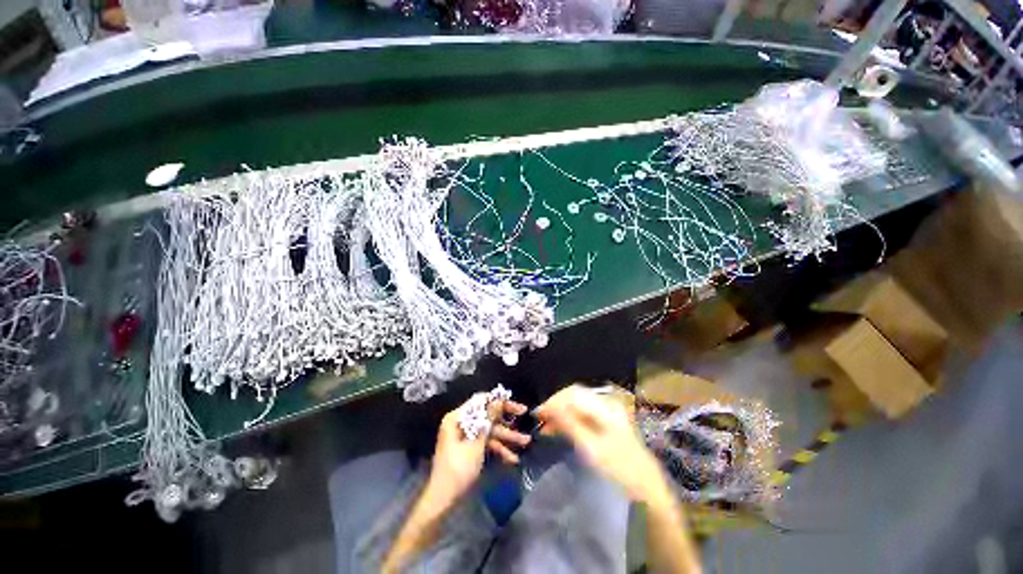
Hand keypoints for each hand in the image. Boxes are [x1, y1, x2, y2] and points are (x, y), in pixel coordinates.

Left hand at [428, 393, 530, 502]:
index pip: (480, 400)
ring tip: (526, 441)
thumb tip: (497, 399)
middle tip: (524, 413)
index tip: (513, 403)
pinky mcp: (469, 448)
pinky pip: (485, 442)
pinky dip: (497, 448)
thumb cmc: (458, 469)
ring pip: (489, 430)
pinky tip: (512, 458)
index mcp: (457, 418)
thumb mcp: (476, 443)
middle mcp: (461, 423)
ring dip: (506, 436)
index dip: (498, 400)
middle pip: (487, 415)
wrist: (443, 500)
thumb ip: (488, 420)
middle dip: (506, 419)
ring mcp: (465, 436)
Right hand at [535, 385, 672, 505]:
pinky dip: (570, 420)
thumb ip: (569, 424)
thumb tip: (548, 407)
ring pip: (578, 406)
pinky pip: (583, 415)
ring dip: (562, 414)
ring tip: (546, 426)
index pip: (573, 394)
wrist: (648, 490)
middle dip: (556, 406)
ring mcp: (608, 414)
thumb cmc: (619, 469)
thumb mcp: (591, 447)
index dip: (554, 401)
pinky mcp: (607, 424)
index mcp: (604, 407)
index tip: (538, 413)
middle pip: (575, 397)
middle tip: (540, 420)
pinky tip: (560, 429)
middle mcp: (606, 405)